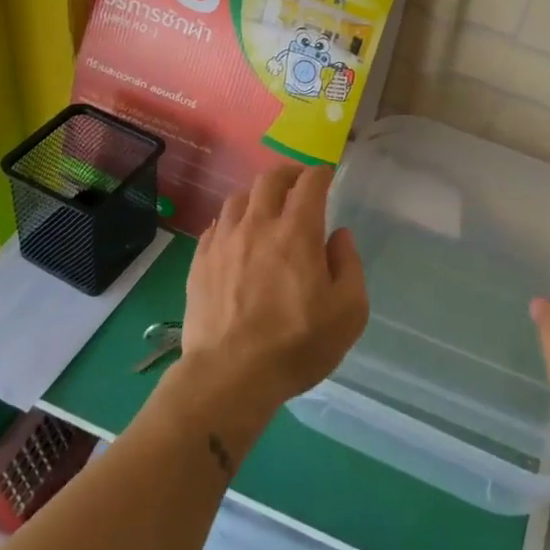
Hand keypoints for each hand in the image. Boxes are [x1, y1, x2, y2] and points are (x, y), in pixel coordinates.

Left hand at [180, 165, 368, 415]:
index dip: (321, 173)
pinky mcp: (199, 262)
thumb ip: (349, 265)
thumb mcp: (348, 312)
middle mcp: (258, 226)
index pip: (309, 183)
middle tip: (299, 184)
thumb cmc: (297, 344)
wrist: (229, 376)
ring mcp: (223, 242)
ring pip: (238, 198)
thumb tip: (339, 236)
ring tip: (266, 209)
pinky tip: (237, 238)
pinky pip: (215, 226)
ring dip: (257, 196)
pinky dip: (231, 222)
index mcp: (297, 232)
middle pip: (269, 179)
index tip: (327, 176)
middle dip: (289, 173)